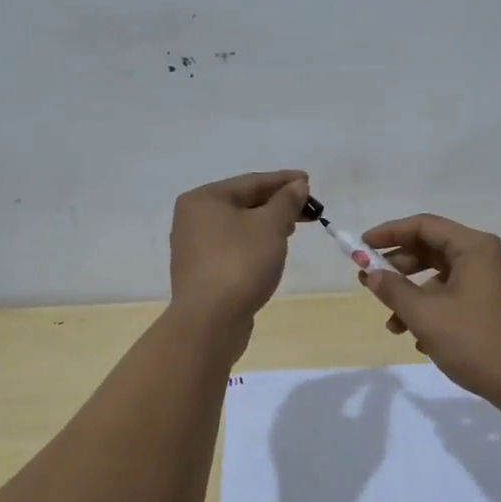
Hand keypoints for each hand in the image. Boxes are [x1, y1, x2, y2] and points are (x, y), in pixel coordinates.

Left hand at [169, 170, 309, 324]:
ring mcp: (193, 247)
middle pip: (243, 202)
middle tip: (307, 208)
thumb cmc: (240, 262)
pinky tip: (271, 251)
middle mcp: (192, 218)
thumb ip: (286, 201)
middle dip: (276, 204)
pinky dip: (254, 244)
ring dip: (266, 224)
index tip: (308, 180)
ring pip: (238, 226)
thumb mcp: (270, 225)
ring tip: (292, 228)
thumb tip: (297, 185)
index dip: (283, 180)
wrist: (210, 320)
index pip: (251, 182)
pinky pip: (232, 247)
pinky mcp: (201, 272)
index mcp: (204, 199)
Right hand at [358, 213, 500, 403]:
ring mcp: (492, 283)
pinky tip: (420, 340)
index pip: (423, 226)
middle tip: (370, 283)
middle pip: (432, 249)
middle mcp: (485, 257)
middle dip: (398, 267)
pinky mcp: (494, 307)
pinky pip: (454, 297)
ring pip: (441, 278)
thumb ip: (393, 290)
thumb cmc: (478, 342)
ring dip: (412, 296)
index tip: (360, 247)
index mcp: (474, 247)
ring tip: (393, 324)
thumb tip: (371, 272)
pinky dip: (432, 310)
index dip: (389, 233)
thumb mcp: (426, 315)